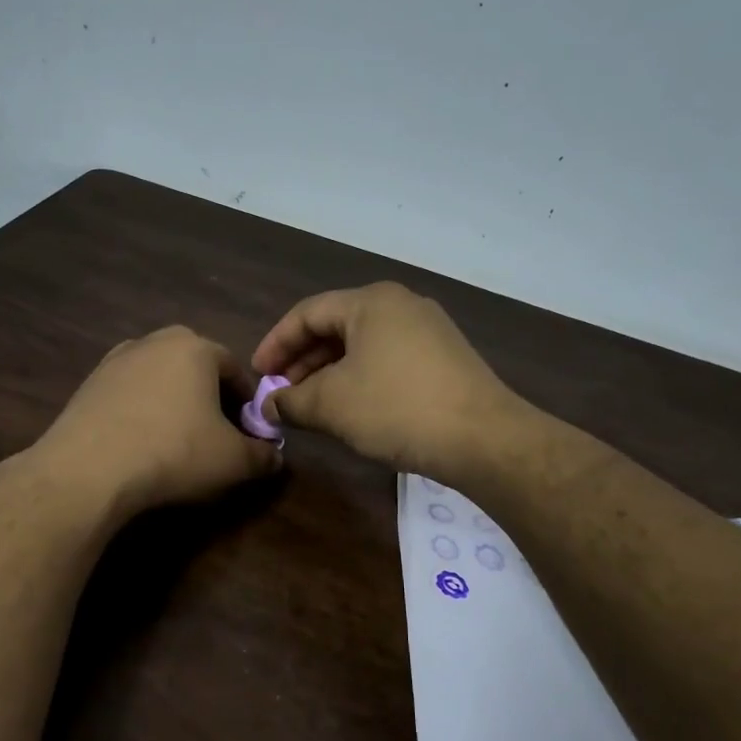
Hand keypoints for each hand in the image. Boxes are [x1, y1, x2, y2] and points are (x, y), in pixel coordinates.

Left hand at [33, 326, 282, 520]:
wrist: (89, 469)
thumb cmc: (174, 452)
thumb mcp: (233, 461)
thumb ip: (262, 455)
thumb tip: (274, 457)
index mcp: (195, 347)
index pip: (235, 369)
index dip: (246, 402)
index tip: (247, 432)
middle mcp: (154, 341)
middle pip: (195, 366)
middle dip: (209, 396)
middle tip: (214, 432)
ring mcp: (115, 360)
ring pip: (159, 378)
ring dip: (172, 401)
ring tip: (175, 439)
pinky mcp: (88, 384)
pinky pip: (128, 394)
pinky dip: (140, 411)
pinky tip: (140, 442)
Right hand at [251, 282, 520, 479]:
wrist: (483, 438)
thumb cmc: (396, 408)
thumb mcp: (332, 405)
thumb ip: (291, 401)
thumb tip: (268, 406)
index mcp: (371, 302)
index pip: (307, 313)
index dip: (276, 343)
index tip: (257, 375)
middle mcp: (402, 305)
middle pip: (336, 327)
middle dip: (303, 362)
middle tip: (282, 394)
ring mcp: (429, 330)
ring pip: (363, 346)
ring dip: (330, 374)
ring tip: (312, 406)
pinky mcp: (446, 358)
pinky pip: (389, 360)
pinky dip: (361, 379)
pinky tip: (353, 410)